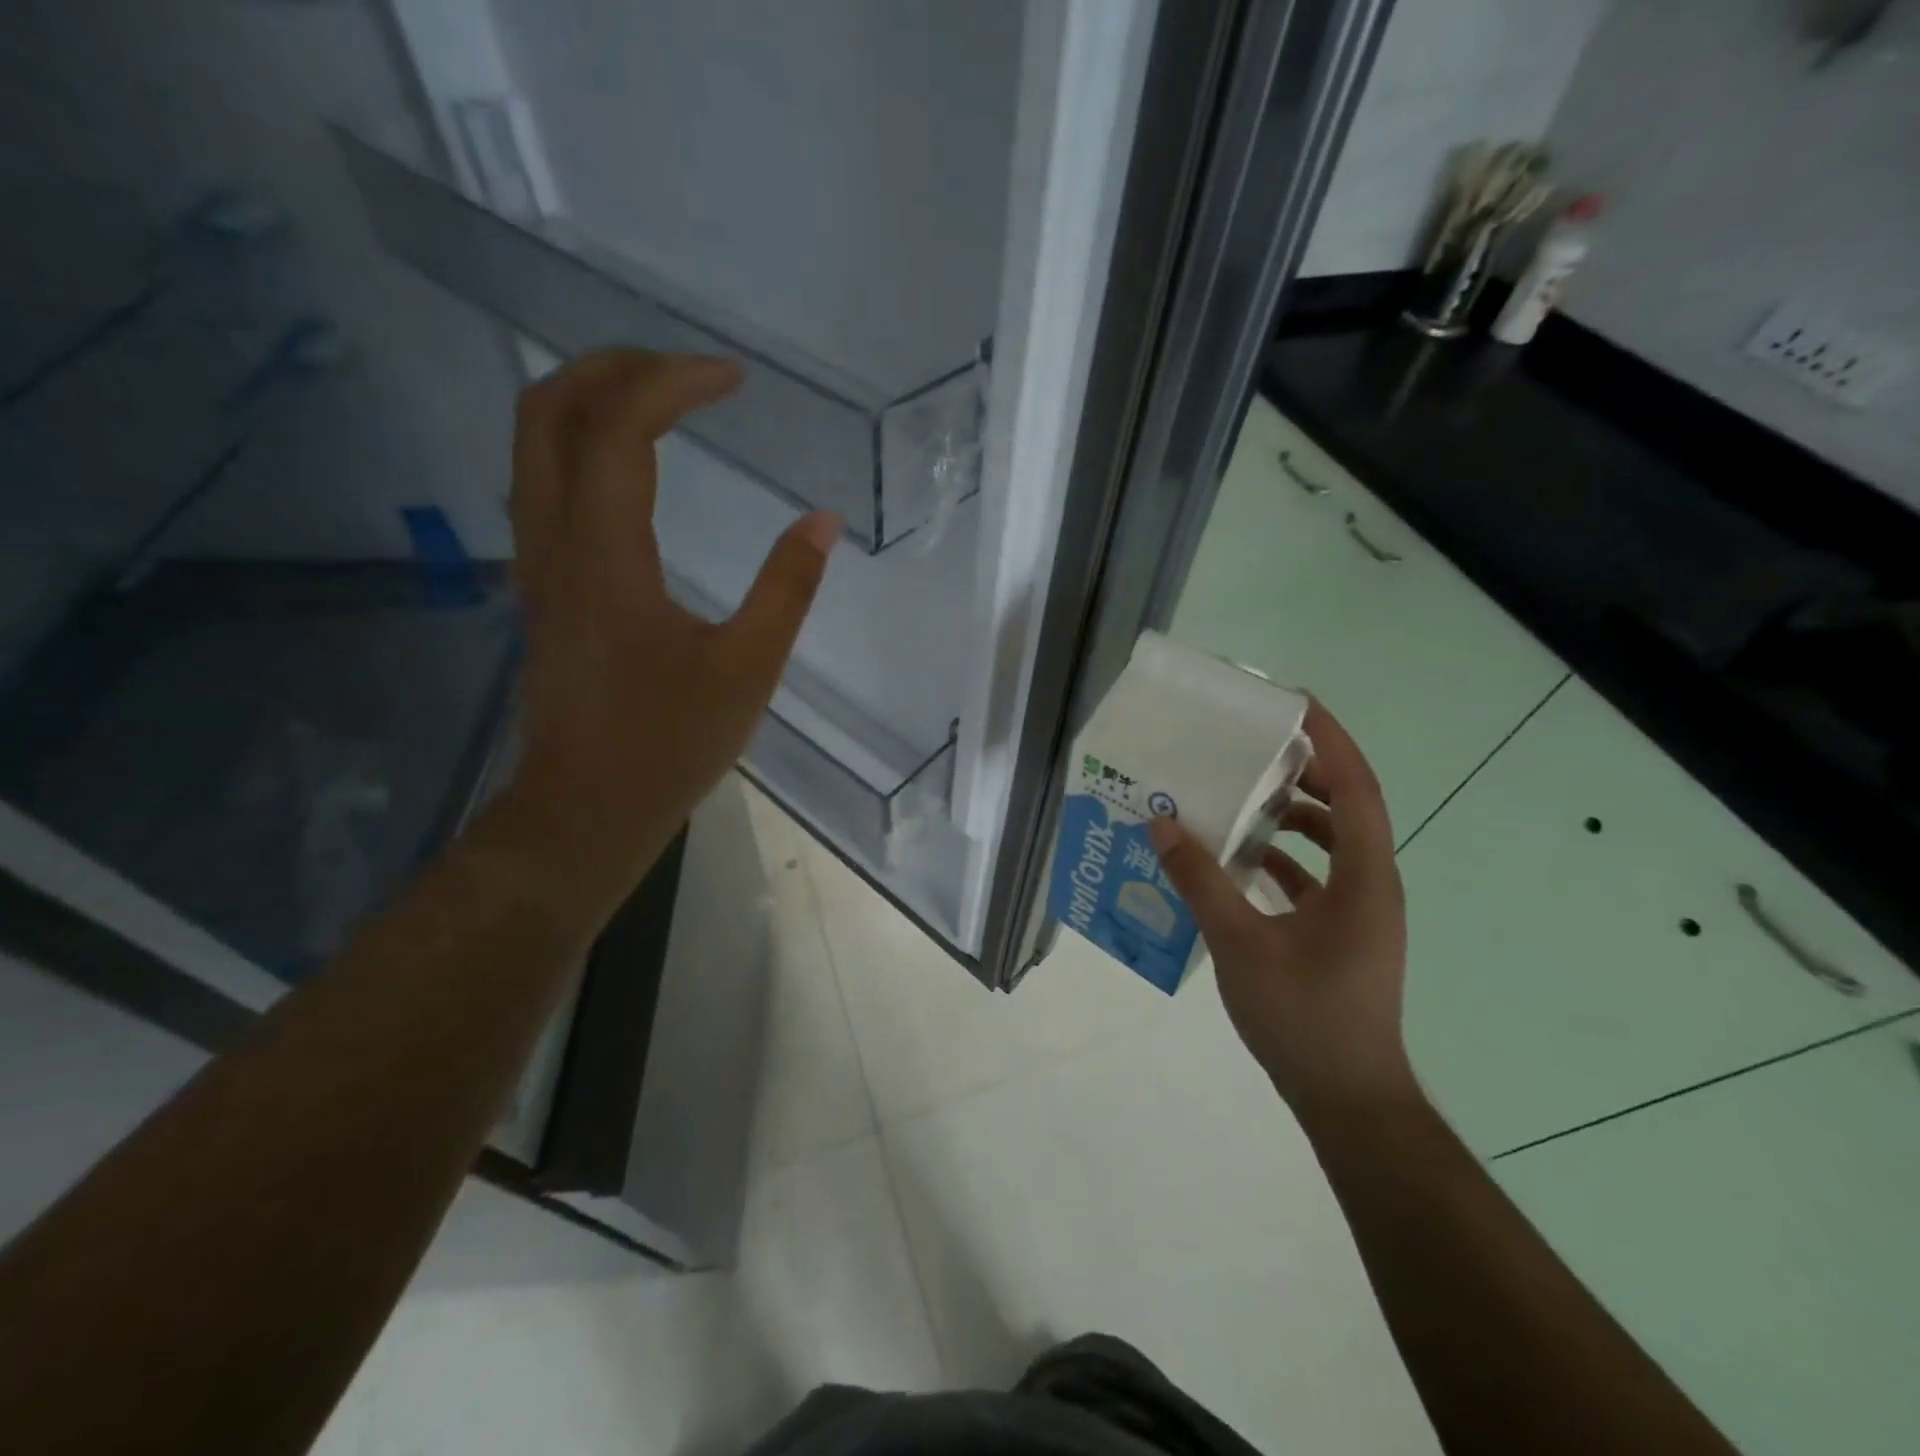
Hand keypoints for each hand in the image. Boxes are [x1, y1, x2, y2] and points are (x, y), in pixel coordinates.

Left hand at [497, 349, 838, 923]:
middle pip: (547, 412)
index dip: (673, 384)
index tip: (733, 378)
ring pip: (533, 445)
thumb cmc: (669, 743)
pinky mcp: (540, 588)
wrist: (587, 808)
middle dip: (613, 367)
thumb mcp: (748, 669)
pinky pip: (542, 484)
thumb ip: (787, 588)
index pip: (619, 429)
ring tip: (660, 398)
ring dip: (589, 399)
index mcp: (605, 555)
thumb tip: (823, 521)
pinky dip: (580, 445)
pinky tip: (629, 465)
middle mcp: (553, 543)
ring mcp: (536, 564)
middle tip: (685, 370)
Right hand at [1149, 699, 1416, 1119]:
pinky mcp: (1343, 934)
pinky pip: (1318, 877)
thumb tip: (1162, 823)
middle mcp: (1372, 886)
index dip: (1331, 740)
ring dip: (1294, 816)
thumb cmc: (1303, 1017)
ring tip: (1243, 797)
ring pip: (1334, 843)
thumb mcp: (1240, 943)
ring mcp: (1360, 912)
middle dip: (1307, 771)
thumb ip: (1200, 880)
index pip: (1357, 788)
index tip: (1294, 703)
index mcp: (1364, 878)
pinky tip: (1240, 861)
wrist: (1348, 1098)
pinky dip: (1285, 859)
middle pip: (1348, 807)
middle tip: (1255, 747)